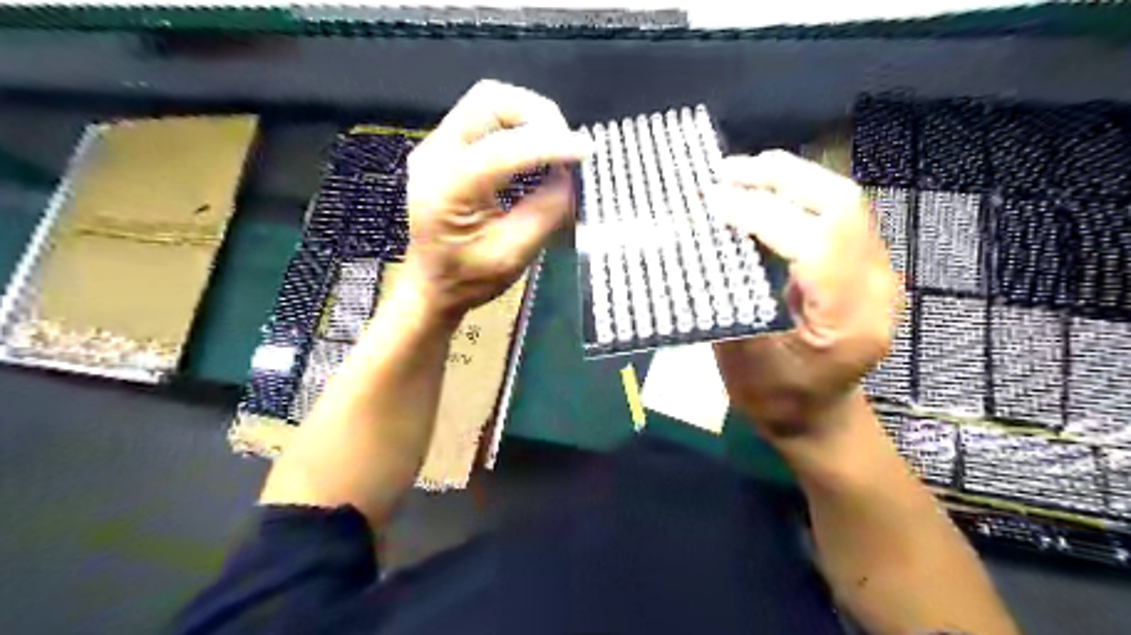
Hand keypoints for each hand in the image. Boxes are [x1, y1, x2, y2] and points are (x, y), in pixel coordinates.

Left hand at [398, 78, 592, 321]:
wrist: (431, 285)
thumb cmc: (468, 279)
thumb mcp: (513, 256)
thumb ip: (545, 213)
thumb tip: (569, 176)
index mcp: (445, 191)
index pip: (500, 149)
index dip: (548, 144)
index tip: (585, 151)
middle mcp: (434, 156)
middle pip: (489, 101)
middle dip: (536, 115)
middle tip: (566, 144)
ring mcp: (435, 147)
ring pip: (488, 101)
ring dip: (528, 116)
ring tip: (554, 146)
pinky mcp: (444, 148)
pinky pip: (484, 118)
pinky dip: (516, 125)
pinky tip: (533, 150)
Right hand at [704, 152, 903, 440]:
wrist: (819, 420)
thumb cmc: (776, 399)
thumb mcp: (743, 360)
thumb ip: (731, 299)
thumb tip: (706, 242)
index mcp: (847, 321)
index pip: (815, 243)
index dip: (761, 214)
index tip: (712, 202)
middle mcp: (876, 288)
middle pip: (840, 205)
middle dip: (780, 178)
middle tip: (725, 173)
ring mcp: (878, 273)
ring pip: (842, 201)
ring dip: (788, 179)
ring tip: (738, 175)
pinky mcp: (865, 266)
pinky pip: (836, 214)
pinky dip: (796, 195)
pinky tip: (762, 194)